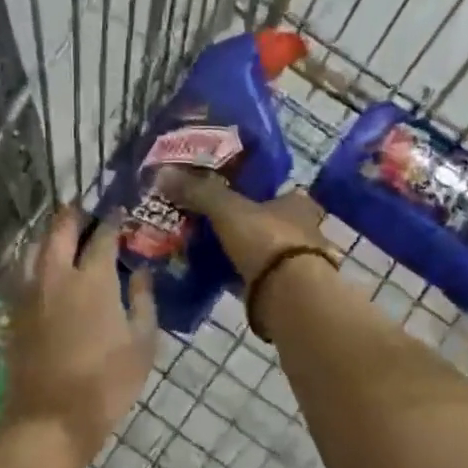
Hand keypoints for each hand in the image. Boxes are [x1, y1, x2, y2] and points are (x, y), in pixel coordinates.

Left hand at [2, 207, 156, 467]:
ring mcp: (29, 293)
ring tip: (62, 236)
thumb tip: (140, 272)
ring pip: (33, 247)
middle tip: (85, 212)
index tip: (120, 213)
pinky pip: (21, 272)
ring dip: (49, 235)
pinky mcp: (14, 313)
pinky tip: (45, 270)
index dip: (112, 221)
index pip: (102, 236)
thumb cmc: (106, 384)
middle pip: (59, 230)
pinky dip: (34, 260)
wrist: (51, 419)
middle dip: (73, 216)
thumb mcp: (142, 344)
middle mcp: (56, 276)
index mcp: (92, 280)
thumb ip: (142, 301)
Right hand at [158, 170, 329, 284]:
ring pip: (267, 252)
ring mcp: (297, 264)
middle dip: (249, 224)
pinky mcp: (286, 290)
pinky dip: (242, 276)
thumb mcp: (228, 209)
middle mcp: (304, 231)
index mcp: (298, 204)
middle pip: (273, 223)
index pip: (281, 191)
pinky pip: (259, 278)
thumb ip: (200, 192)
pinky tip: (220, 276)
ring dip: (246, 252)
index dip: (260, 192)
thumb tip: (163, 173)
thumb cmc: (267, 240)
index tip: (236, 195)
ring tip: (212, 250)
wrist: (289, 294)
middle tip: (217, 224)